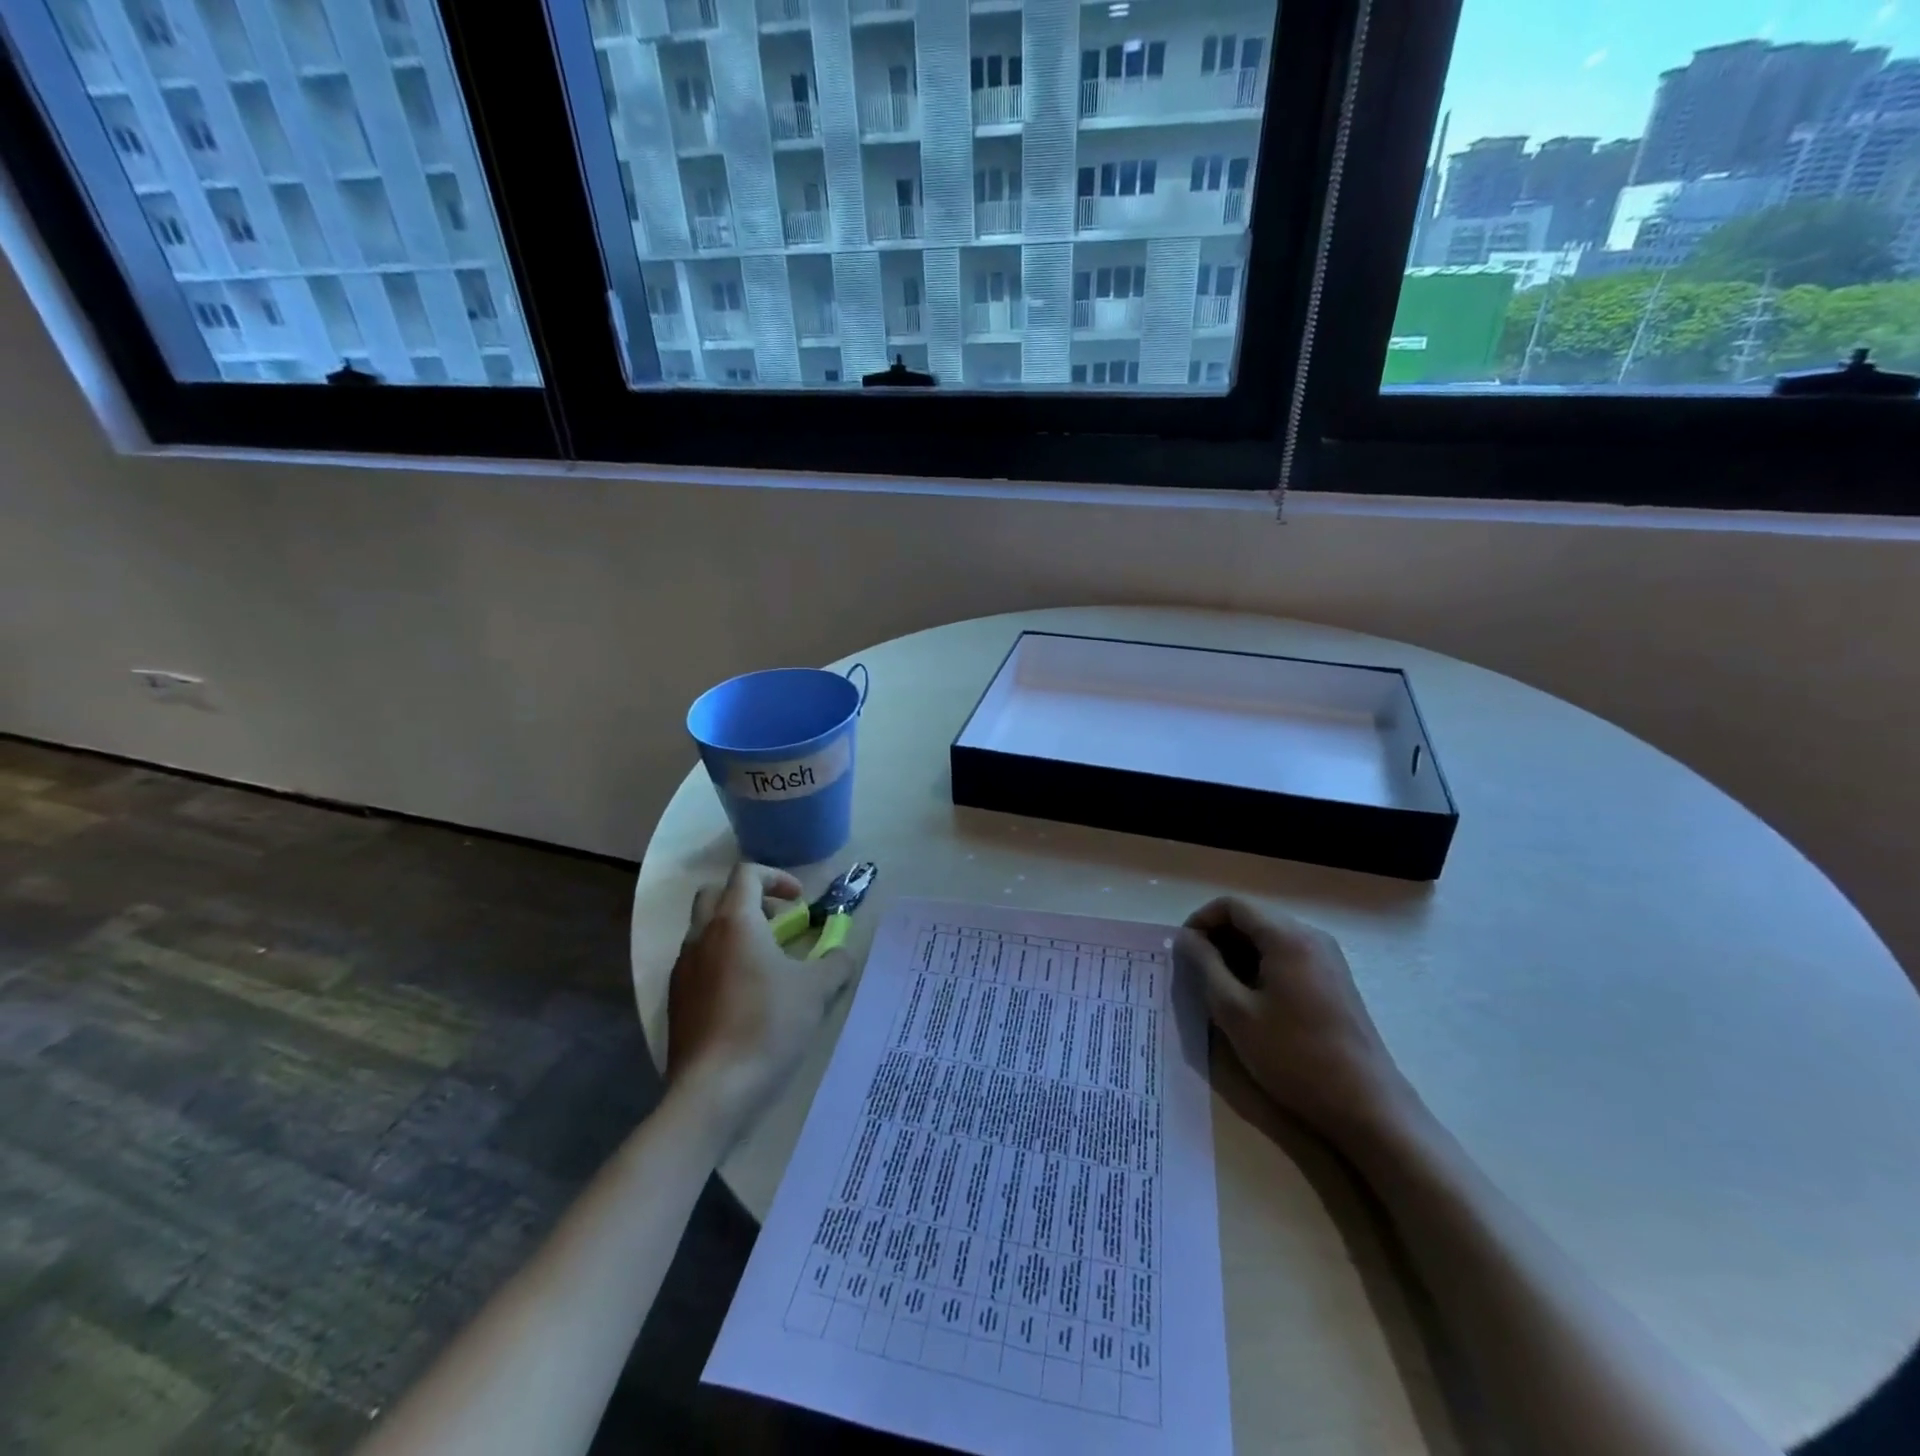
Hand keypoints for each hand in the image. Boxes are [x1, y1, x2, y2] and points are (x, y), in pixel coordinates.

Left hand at [665, 863, 854, 1143]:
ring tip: (766, 962)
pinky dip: (720, 962)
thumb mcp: (817, 990)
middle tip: (777, 922)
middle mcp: (701, 936)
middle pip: (715, 894)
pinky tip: (745, 995)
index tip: (799, 901)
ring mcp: (683, 969)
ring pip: (703, 930)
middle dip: (748, 899)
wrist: (714, 1090)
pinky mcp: (676, 1001)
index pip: (746, 874)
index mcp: (734, 922)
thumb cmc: (768, 1025)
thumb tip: (841, 953)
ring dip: (733, 932)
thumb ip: (835, 962)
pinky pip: (697, 964)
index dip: (776, 878)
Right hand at [1174, 897, 1416, 1143]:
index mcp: (1286, 937)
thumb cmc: (1293, 1056)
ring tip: (1220, 988)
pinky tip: (1252, 999)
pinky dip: (1261, 965)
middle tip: (1197, 972)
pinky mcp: (1334, 979)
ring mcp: (1328, 957)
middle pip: (1253, 917)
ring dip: (1238, 953)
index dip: (1201, 921)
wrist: (1366, 1105)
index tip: (1183, 951)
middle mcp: (1310, 936)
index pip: (1232, 905)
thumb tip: (1186, 938)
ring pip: (1270, 937)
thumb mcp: (1234, 1011)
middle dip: (1219, 937)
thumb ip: (1205, 966)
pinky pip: (1288, 955)